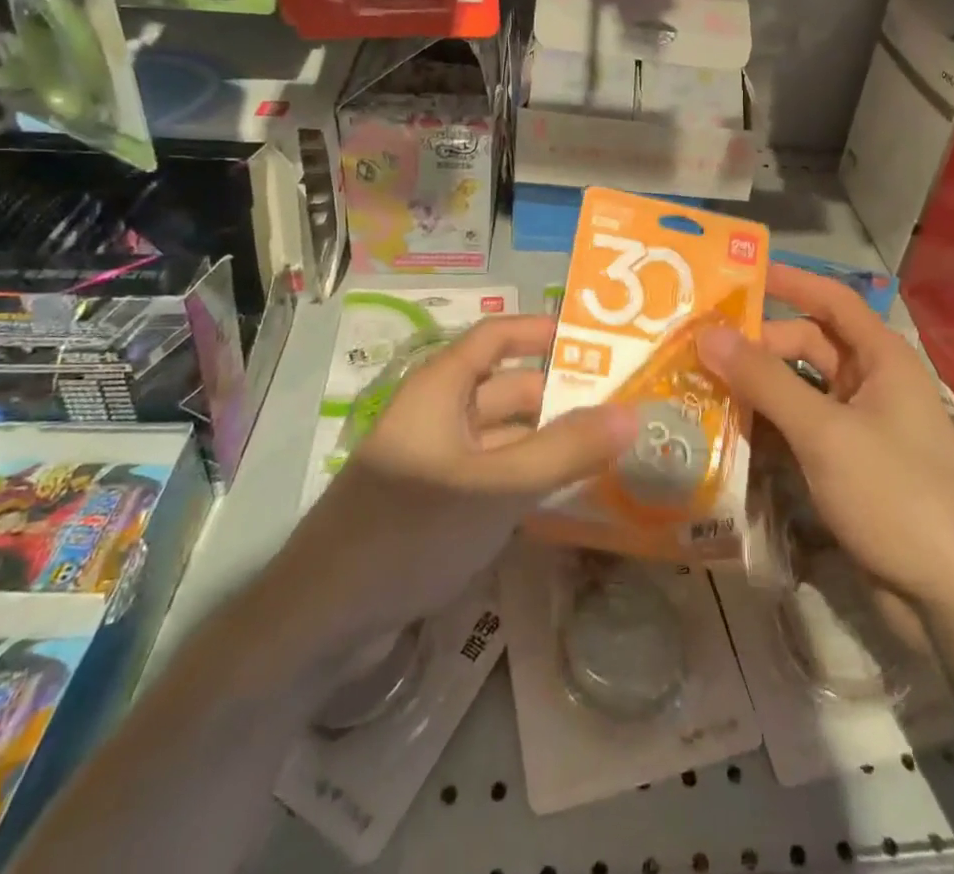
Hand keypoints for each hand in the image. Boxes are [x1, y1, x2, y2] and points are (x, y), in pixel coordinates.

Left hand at [277, 316, 637, 644]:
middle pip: (508, 389)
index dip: (543, 331)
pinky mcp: (436, 507)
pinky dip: (528, 480)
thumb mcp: (497, 486)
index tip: (598, 340)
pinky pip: (493, 477)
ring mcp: (437, 463)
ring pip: (504, 438)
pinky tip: (569, 498)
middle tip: (625, 407)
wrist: (320, 621)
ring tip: (612, 452)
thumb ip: (566, 450)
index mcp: (442, 387)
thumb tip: (633, 413)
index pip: (498, 335)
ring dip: (549, 442)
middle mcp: (439, 415)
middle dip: (562, 395)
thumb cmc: (410, 528)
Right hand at [701, 266, 953, 615]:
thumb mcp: (824, 432)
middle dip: (758, 344)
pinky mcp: (847, 467)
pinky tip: (727, 431)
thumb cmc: (895, 494)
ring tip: (699, 383)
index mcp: (881, 358)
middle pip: (807, 346)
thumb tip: (708, 333)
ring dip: (757, 387)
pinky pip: (800, 430)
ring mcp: (860, 427)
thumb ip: (764, 381)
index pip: (831, 300)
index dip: (789, 282)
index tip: (738, 272)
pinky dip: (768, 427)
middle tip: (699, 346)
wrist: (952, 599)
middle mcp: (871, 384)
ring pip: (800, 391)